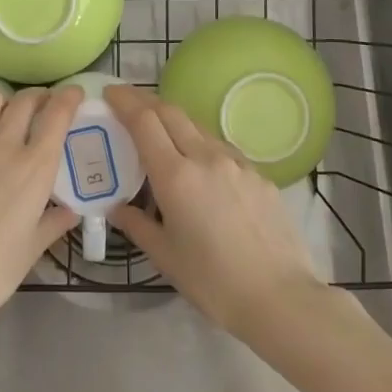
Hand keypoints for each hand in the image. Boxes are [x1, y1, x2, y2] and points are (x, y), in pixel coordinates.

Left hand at [0, 86, 82, 341]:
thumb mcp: (31, 250)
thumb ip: (53, 223)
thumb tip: (69, 212)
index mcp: (35, 167)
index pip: (58, 113)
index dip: (69, 97)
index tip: (74, 94)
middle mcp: (4, 144)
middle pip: (25, 100)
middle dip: (38, 99)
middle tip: (40, 110)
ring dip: (2, 105)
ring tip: (2, 121)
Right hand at [104, 85, 323, 337]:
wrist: (281, 298)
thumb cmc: (213, 282)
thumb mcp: (165, 256)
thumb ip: (136, 224)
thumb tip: (116, 207)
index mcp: (176, 176)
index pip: (144, 122)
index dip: (125, 101)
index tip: (110, 92)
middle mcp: (206, 157)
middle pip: (171, 112)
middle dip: (146, 101)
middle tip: (127, 101)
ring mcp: (237, 163)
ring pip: (198, 127)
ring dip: (174, 120)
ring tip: (160, 131)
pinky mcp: (259, 175)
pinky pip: (222, 148)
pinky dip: (200, 143)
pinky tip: (199, 165)